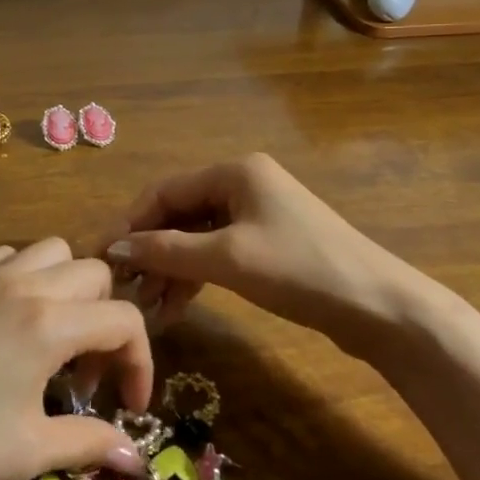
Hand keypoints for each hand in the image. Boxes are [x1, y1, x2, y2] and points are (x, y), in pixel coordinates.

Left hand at [0, 238, 151, 479]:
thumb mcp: (27, 450)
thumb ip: (90, 444)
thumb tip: (137, 458)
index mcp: (50, 324)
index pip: (124, 321)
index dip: (140, 362)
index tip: (128, 405)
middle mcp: (26, 285)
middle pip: (95, 274)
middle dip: (107, 320)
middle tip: (86, 374)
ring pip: (52, 251)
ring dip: (70, 287)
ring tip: (54, 336)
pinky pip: (7, 256)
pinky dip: (25, 275)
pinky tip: (9, 319)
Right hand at [103, 153, 435, 344]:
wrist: (380, 307)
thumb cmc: (300, 270)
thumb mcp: (228, 259)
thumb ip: (168, 250)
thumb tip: (116, 247)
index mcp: (234, 172)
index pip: (164, 191)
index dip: (129, 222)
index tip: (100, 254)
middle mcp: (243, 184)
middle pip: (179, 213)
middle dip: (149, 249)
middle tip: (120, 285)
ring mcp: (257, 214)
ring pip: (196, 236)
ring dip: (170, 268)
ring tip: (144, 304)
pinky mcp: (268, 244)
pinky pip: (217, 252)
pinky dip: (195, 276)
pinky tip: (174, 307)